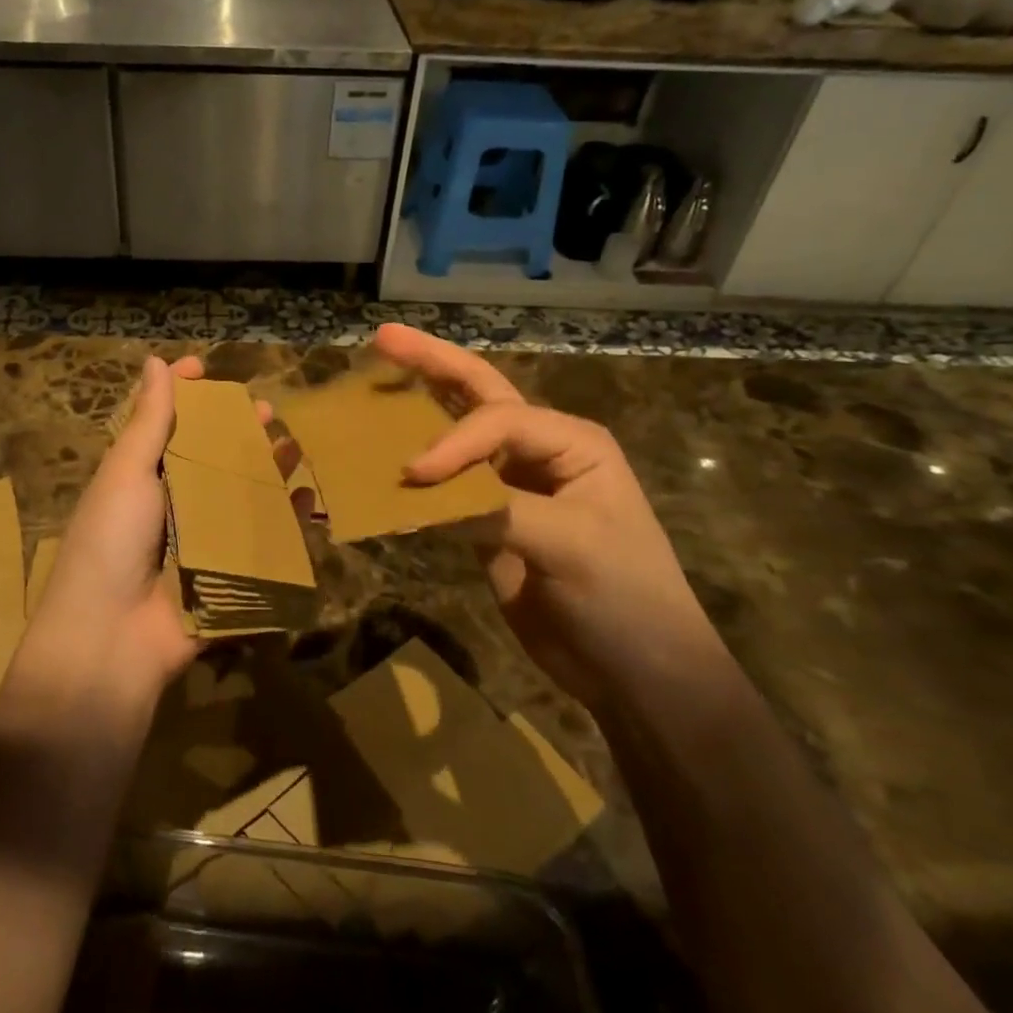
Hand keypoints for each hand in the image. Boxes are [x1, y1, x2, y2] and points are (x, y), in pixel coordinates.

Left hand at [19, 354, 268, 715]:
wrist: (109, 640)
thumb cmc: (110, 541)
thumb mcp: (126, 472)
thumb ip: (148, 420)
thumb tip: (154, 360)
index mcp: (140, 477)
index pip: (166, 424)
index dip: (185, 395)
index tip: (205, 367)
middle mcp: (171, 504)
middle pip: (211, 458)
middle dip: (237, 431)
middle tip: (267, 410)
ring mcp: (200, 541)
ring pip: (240, 495)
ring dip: (266, 469)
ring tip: (291, 445)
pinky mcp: (226, 575)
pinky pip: (261, 541)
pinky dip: (283, 519)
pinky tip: (304, 497)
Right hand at [374, 324, 718, 706]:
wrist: (637, 675)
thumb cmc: (625, 599)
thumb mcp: (570, 545)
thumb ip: (495, 509)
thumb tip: (419, 490)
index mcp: (571, 441)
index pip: (499, 419)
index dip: (453, 441)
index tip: (414, 474)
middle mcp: (538, 450)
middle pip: (478, 392)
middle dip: (432, 363)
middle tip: (384, 337)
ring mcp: (510, 484)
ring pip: (456, 431)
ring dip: (417, 405)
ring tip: (375, 376)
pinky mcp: (488, 520)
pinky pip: (445, 486)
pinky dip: (414, 470)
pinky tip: (381, 455)